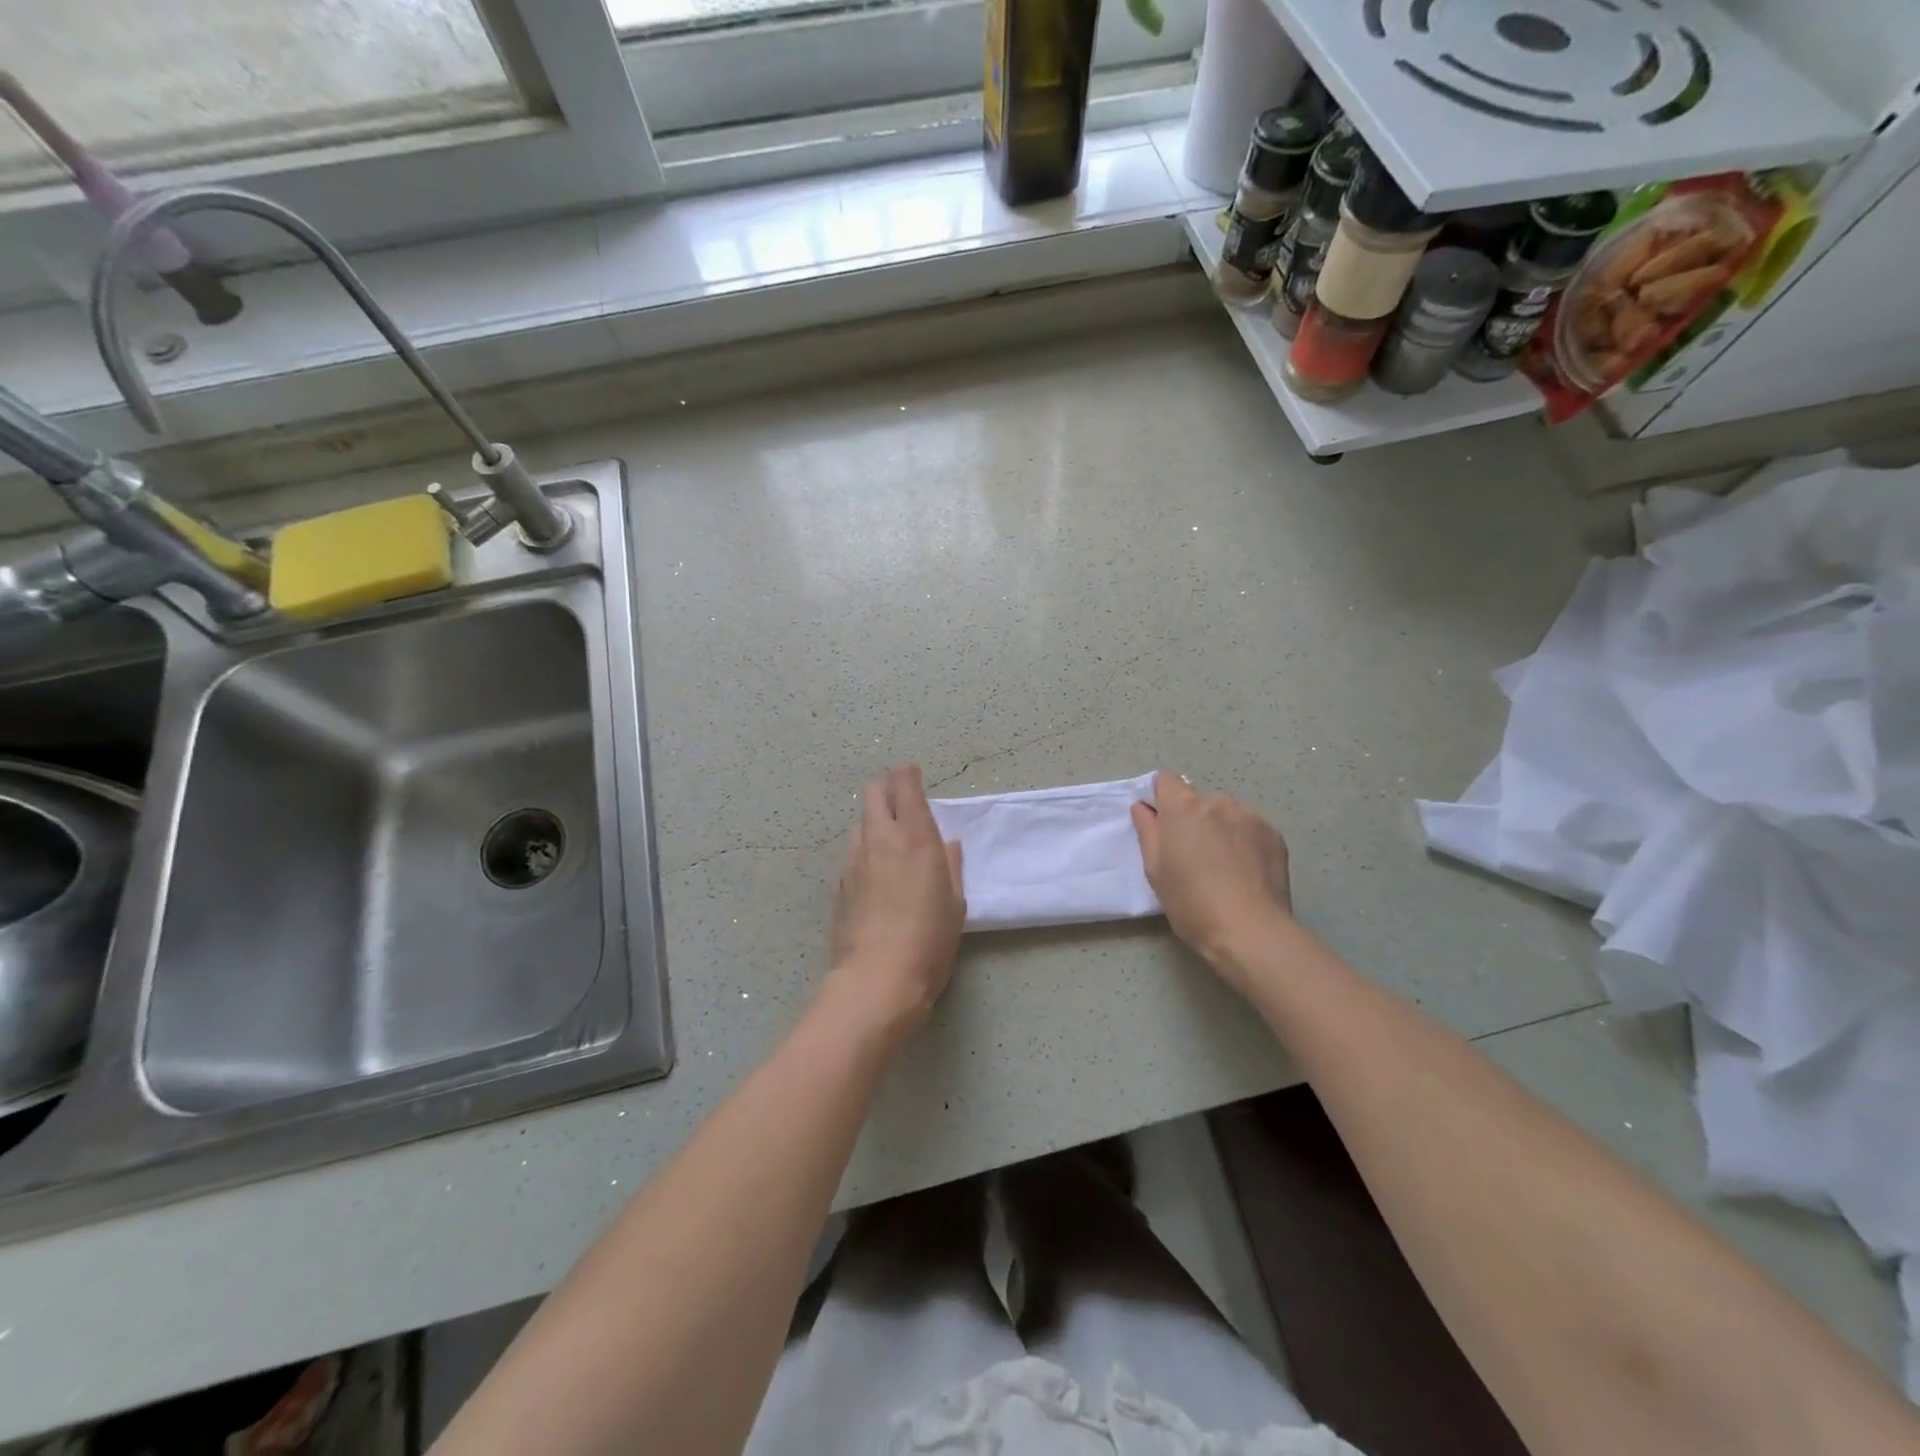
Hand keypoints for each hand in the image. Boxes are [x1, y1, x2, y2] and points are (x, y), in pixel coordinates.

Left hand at [825, 765, 965, 1033]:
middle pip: (873, 792)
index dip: (908, 774)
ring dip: (874, 820)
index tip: (913, 772)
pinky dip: (865, 851)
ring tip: (889, 837)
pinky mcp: (840, 885)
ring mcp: (854, 861)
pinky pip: (853, 854)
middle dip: (886, 786)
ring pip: (860, 823)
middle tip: (900, 795)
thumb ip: (951, 866)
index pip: (905, 787)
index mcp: (914, 838)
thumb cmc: (929, 940)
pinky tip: (876, 874)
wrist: (877, 980)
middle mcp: (880, 840)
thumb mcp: (954, 903)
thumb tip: (947, 844)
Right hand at [1130, 771, 1291, 979]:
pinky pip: (1251, 828)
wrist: (1249, 930)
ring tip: (1224, 866)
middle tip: (1193, 856)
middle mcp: (1217, 802)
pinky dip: (1245, 842)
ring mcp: (1249, 816)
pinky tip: (1246, 872)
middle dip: (1193, 820)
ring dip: (1220, 829)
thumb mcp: (1155, 869)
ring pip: (1226, 814)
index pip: (1166, 780)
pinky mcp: (1274, 834)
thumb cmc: (1190, 902)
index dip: (1161, 799)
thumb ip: (1147, 830)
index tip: (1162, 824)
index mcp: (1182, 808)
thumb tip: (1143, 808)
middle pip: (1198, 800)